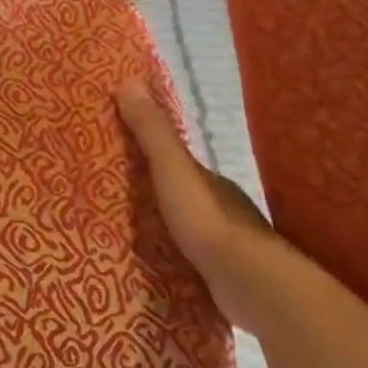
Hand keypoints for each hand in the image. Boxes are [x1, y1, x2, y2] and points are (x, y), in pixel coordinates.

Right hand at [115, 78, 288, 333]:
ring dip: (164, 227)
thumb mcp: (173, 170)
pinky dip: (174, 258)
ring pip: (188, 229)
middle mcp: (223, 208)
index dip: (150, 154)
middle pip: (181, 194)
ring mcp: (227, 247)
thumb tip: (127, 81)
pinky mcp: (224, 279)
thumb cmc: (209, 221)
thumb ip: (152, 132)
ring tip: (126, 232)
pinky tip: (155, 264)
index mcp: (212, 181)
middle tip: (114, 195)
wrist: (254, 287)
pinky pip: (191, 261)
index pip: (177, 162)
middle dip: (154, 193)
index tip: (119, 153)